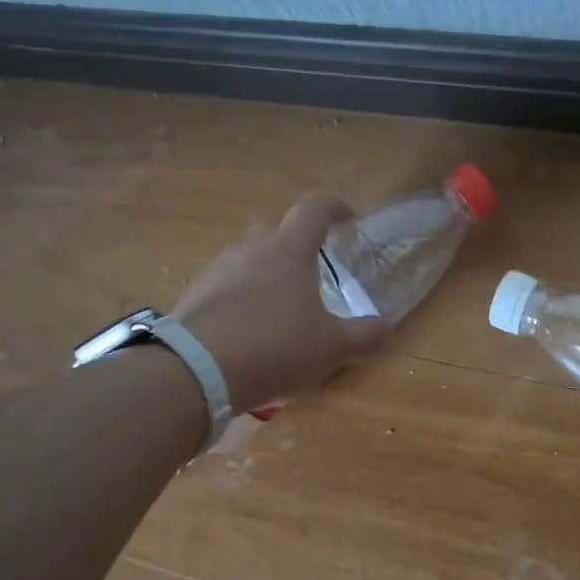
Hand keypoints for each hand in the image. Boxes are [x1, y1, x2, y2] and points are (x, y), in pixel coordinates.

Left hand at [172, 195, 389, 413]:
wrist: (197, 370)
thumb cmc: (276, 348)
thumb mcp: (332, 348)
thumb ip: (365, 336)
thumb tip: (386, 327)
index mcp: (289, 251)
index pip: (314, 209)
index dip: (334, 208)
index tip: (348, 218)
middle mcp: (251, 249)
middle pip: (275, 230)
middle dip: (295, 243)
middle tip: (311, 271)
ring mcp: (217, 269)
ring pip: (247, 258)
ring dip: (265, 273)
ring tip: (278, 308)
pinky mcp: (194, 295)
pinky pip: (224, 286)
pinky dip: (239, 299)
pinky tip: (246, 330)